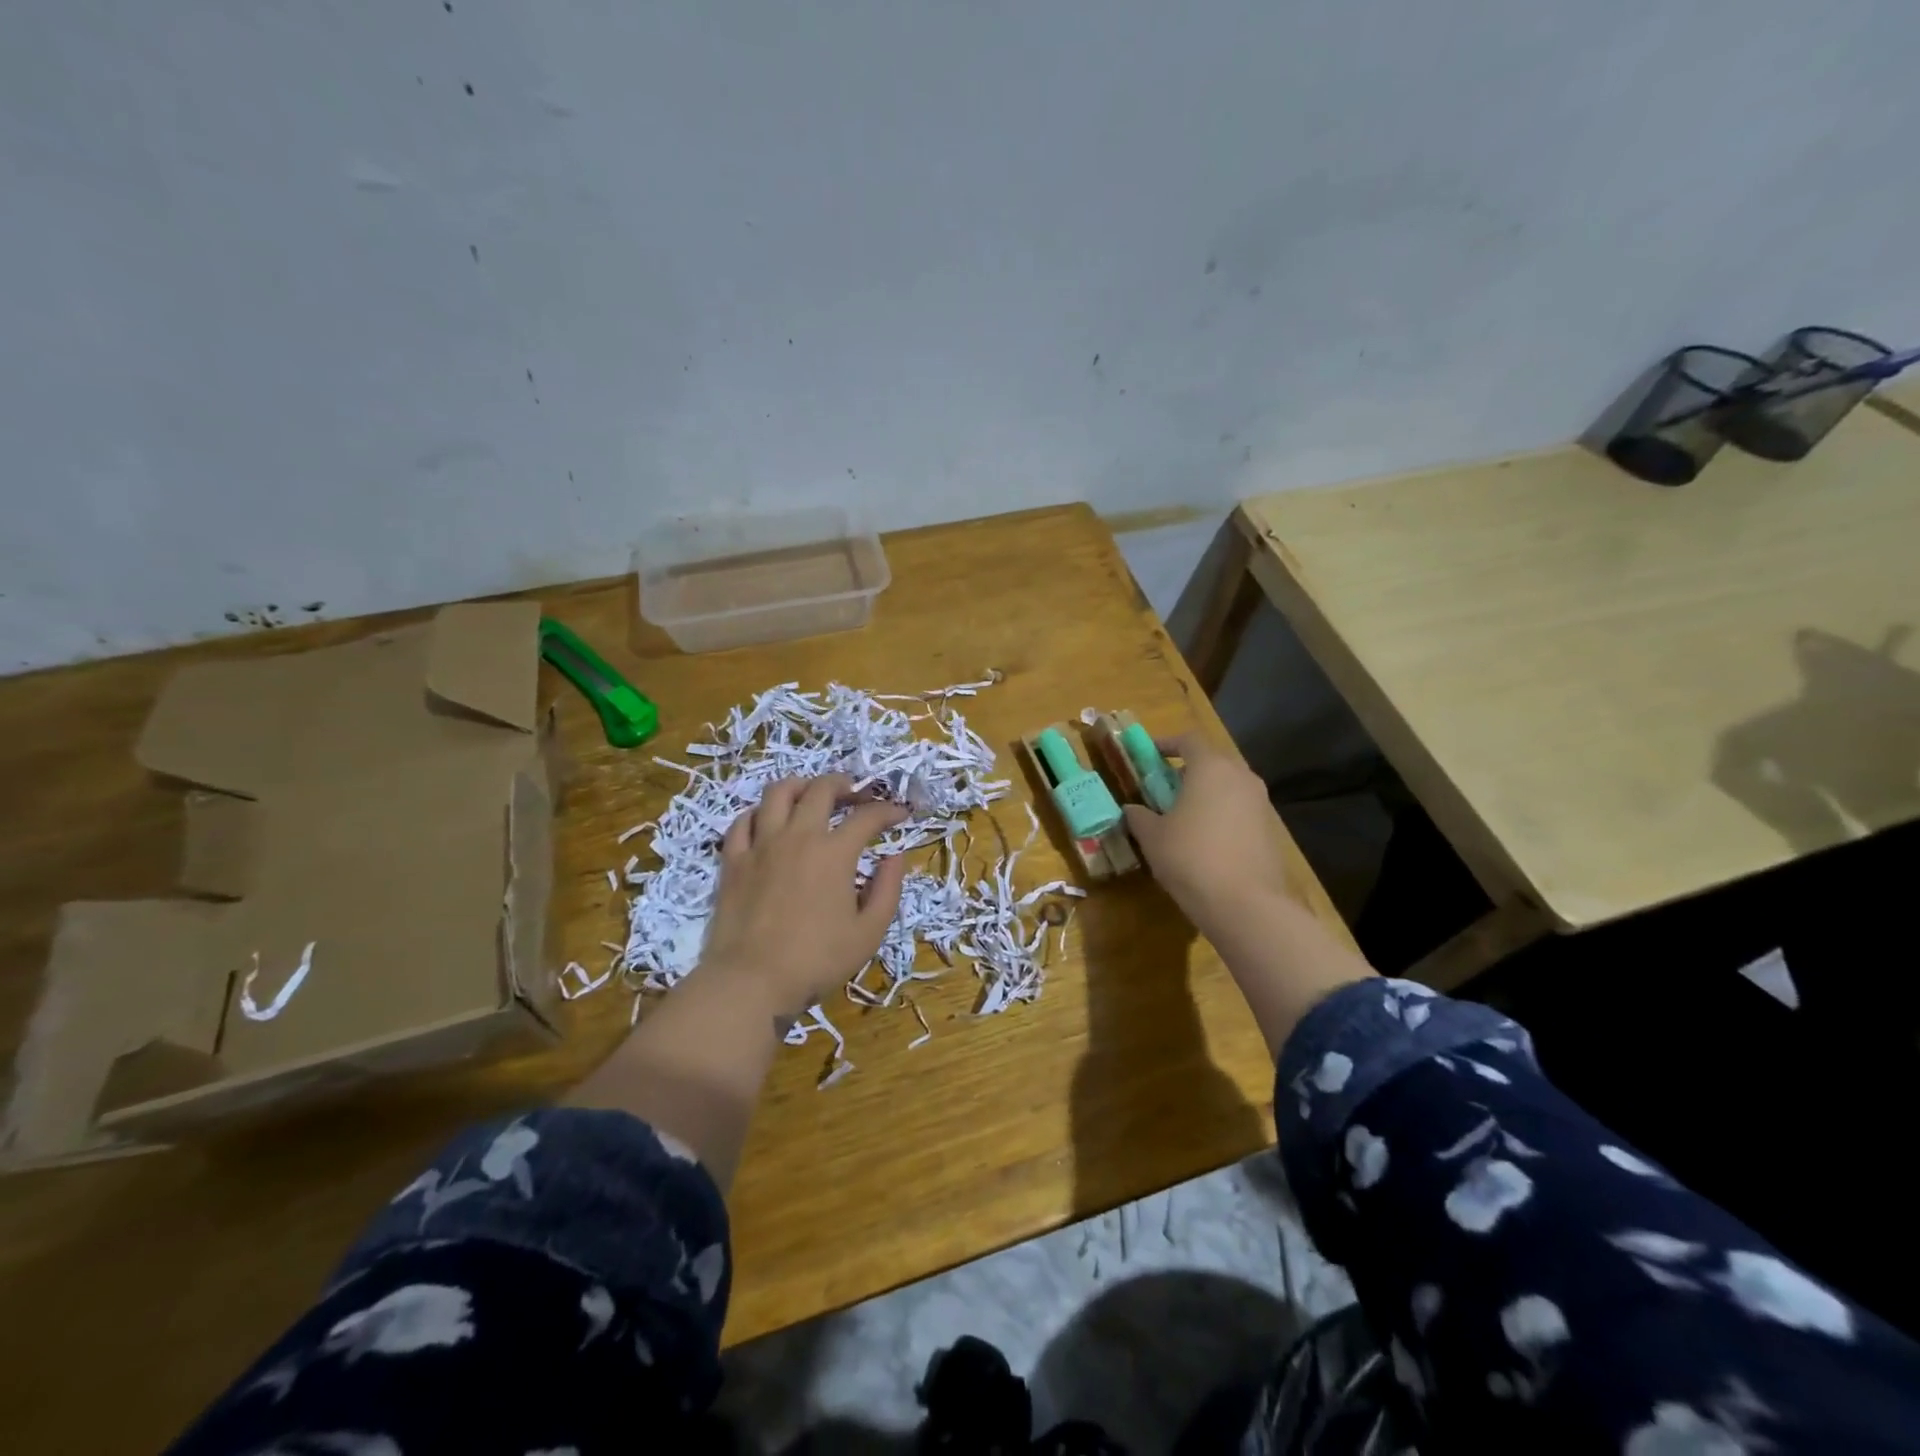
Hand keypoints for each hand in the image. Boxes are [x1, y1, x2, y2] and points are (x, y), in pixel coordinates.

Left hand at [700, 774, 909, 1016]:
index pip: (867, 816)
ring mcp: (761, 845)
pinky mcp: (733, 860)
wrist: (751, 981)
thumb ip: (888, 890)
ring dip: (800, 786)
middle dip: (844, 785)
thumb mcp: (869, 933)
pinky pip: (743, 821)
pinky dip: (760, 813)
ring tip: (811, 796)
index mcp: (834, 853)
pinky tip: (768, 822)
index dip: (888, 810)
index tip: (901, 814)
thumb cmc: (817, 960)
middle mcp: (798, 836)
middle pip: (821, 790)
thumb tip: (895, 857)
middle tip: (855, 794)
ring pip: (778, 793)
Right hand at [1123, 732, 1298, 938]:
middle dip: (1186, 770)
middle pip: (1212, 761)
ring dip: (1205, 794)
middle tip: (1162, 788)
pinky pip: (1239, 810)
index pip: (1189, 740)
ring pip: (1228, 786)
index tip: (1148, 756)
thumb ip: (1140, 816)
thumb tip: (1132, 809)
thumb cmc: (1190, 858)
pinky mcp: (1270, 830)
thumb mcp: (1152, 836)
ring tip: (1182, 816)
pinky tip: (1204, 841)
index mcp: (1211, 767)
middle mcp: (1241, 777)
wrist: (1246, 904)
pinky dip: (1221, 815)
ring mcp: (1260, 803)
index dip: (1166, 744)